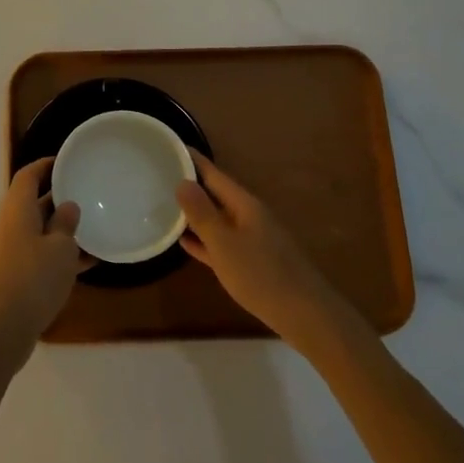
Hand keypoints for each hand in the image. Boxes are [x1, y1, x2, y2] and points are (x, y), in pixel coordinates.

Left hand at [0, 158, 84, 366]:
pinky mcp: (18, 275)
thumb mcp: (60, 247)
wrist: (4, 328)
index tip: (67, 161)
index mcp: (18, 209)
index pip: (28, 175)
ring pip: (41, 230)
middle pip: (34, 202)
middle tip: (87, 192)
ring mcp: (13, 251)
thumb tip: (67, 206)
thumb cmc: (34, 277)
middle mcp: (12, 225)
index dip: (46, 165)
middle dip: (59, 196)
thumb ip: (66, 223)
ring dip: (64, 228)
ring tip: (95, 225)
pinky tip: (91, 261)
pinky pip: (43, 255)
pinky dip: (62, 255)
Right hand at [177, 160, 341, 345]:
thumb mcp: (224, 243)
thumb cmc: (261, 274)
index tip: (169, 147)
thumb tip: (182, 181)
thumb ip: (202, 213)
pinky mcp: (252, 262)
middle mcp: (248, 215)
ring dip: (195, 213)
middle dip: (190, 185)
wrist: (304, 315)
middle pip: (216, 194)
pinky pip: (222, 243)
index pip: (213, 174)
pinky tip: (185, 242)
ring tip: (165, 205)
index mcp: (244, 204)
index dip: (192, 160)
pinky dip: (204, 239)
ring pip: (217, 219)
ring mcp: (251, 239)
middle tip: (158, 176)